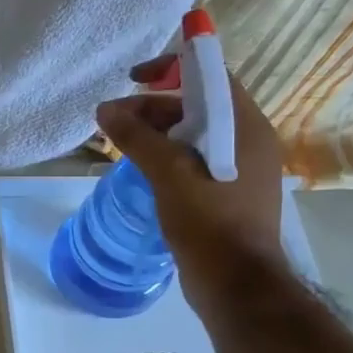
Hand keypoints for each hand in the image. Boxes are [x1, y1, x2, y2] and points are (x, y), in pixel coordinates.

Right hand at [95, 55, 289, 304]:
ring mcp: (239, 169)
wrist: (236, 284)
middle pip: (197, 105)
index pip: (211, 75)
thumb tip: (105, 110)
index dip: (172, 68)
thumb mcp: (168, 173)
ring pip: (192, 135)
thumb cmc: (209, 221)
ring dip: (154, 133)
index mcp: (245, 127)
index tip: (135, 79)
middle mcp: (248, 141)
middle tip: (112, 122)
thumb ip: (137, 137)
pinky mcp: (226, 192)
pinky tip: (139, 171)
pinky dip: (165, 156)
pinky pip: (193, 160)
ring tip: (119, 146)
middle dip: (152, 107)